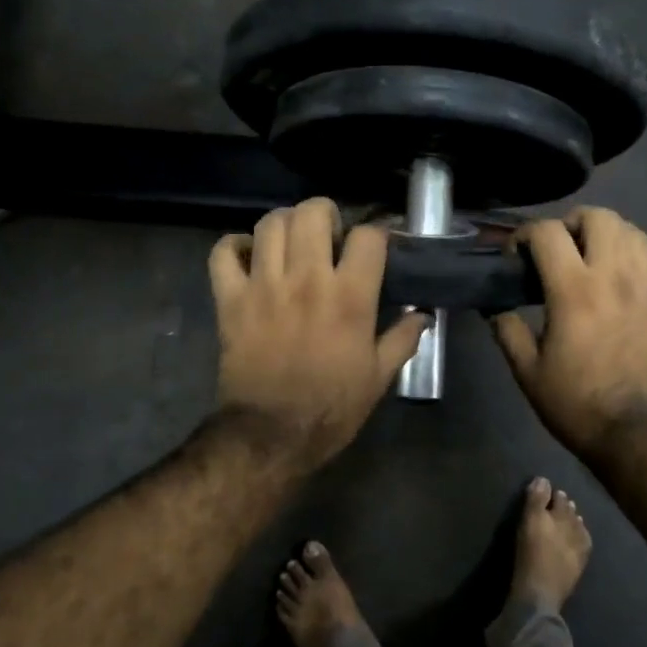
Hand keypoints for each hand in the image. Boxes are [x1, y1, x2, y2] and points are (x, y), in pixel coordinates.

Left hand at [210, 199, 428, 466]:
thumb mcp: (379, 378)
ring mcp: (264, 286)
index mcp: (350, 297)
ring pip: (270, 223)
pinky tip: (249, 255)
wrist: (272, 434)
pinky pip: (223, 252)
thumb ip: (402, 339)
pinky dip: (234, 246)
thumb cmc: (332, 408)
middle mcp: (307, 279)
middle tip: (329, 235)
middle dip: (325, 214)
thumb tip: (423, 315)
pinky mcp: (230, 299)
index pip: (368, 237)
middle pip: (312, 212)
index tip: (376, 246)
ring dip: (284, 224)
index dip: (376, 235)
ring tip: (291, 242)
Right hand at [492, 207, 646, 457]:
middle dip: (571, 224)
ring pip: (633, 231)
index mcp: (574, 290)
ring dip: (606, 235)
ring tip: (592, 259)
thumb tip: (495, 308)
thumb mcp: (528, 372)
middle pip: (598, 217)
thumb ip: (508, 331)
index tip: (517, 256)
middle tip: (559, 250)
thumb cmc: (578, 404)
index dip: (525, 235)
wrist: (641, 433)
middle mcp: (615, 275)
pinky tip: (623, 278)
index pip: (548, 233)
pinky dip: (635, 256)